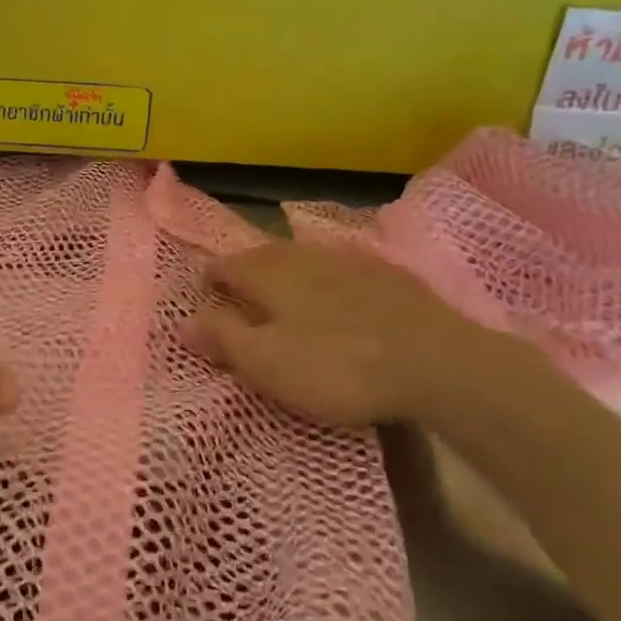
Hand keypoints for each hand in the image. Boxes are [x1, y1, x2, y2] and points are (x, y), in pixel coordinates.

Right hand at [184, 242, 544, 431]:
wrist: (437, 363)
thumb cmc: (337, 366)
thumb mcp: (267, 363)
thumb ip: (223, 338)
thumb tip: (183, 321)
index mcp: (270, 274)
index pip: (226, 265)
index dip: (210, 278)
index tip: (203, 292)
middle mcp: (305, 256)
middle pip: (264, 255)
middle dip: (246, 269)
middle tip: (238, 290)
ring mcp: (350, 261)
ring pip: (304, 258)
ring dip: (286, 271)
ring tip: (283, 292)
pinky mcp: (389, 275)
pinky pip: (341, 269)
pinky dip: (326, 279)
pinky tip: (338, 297)